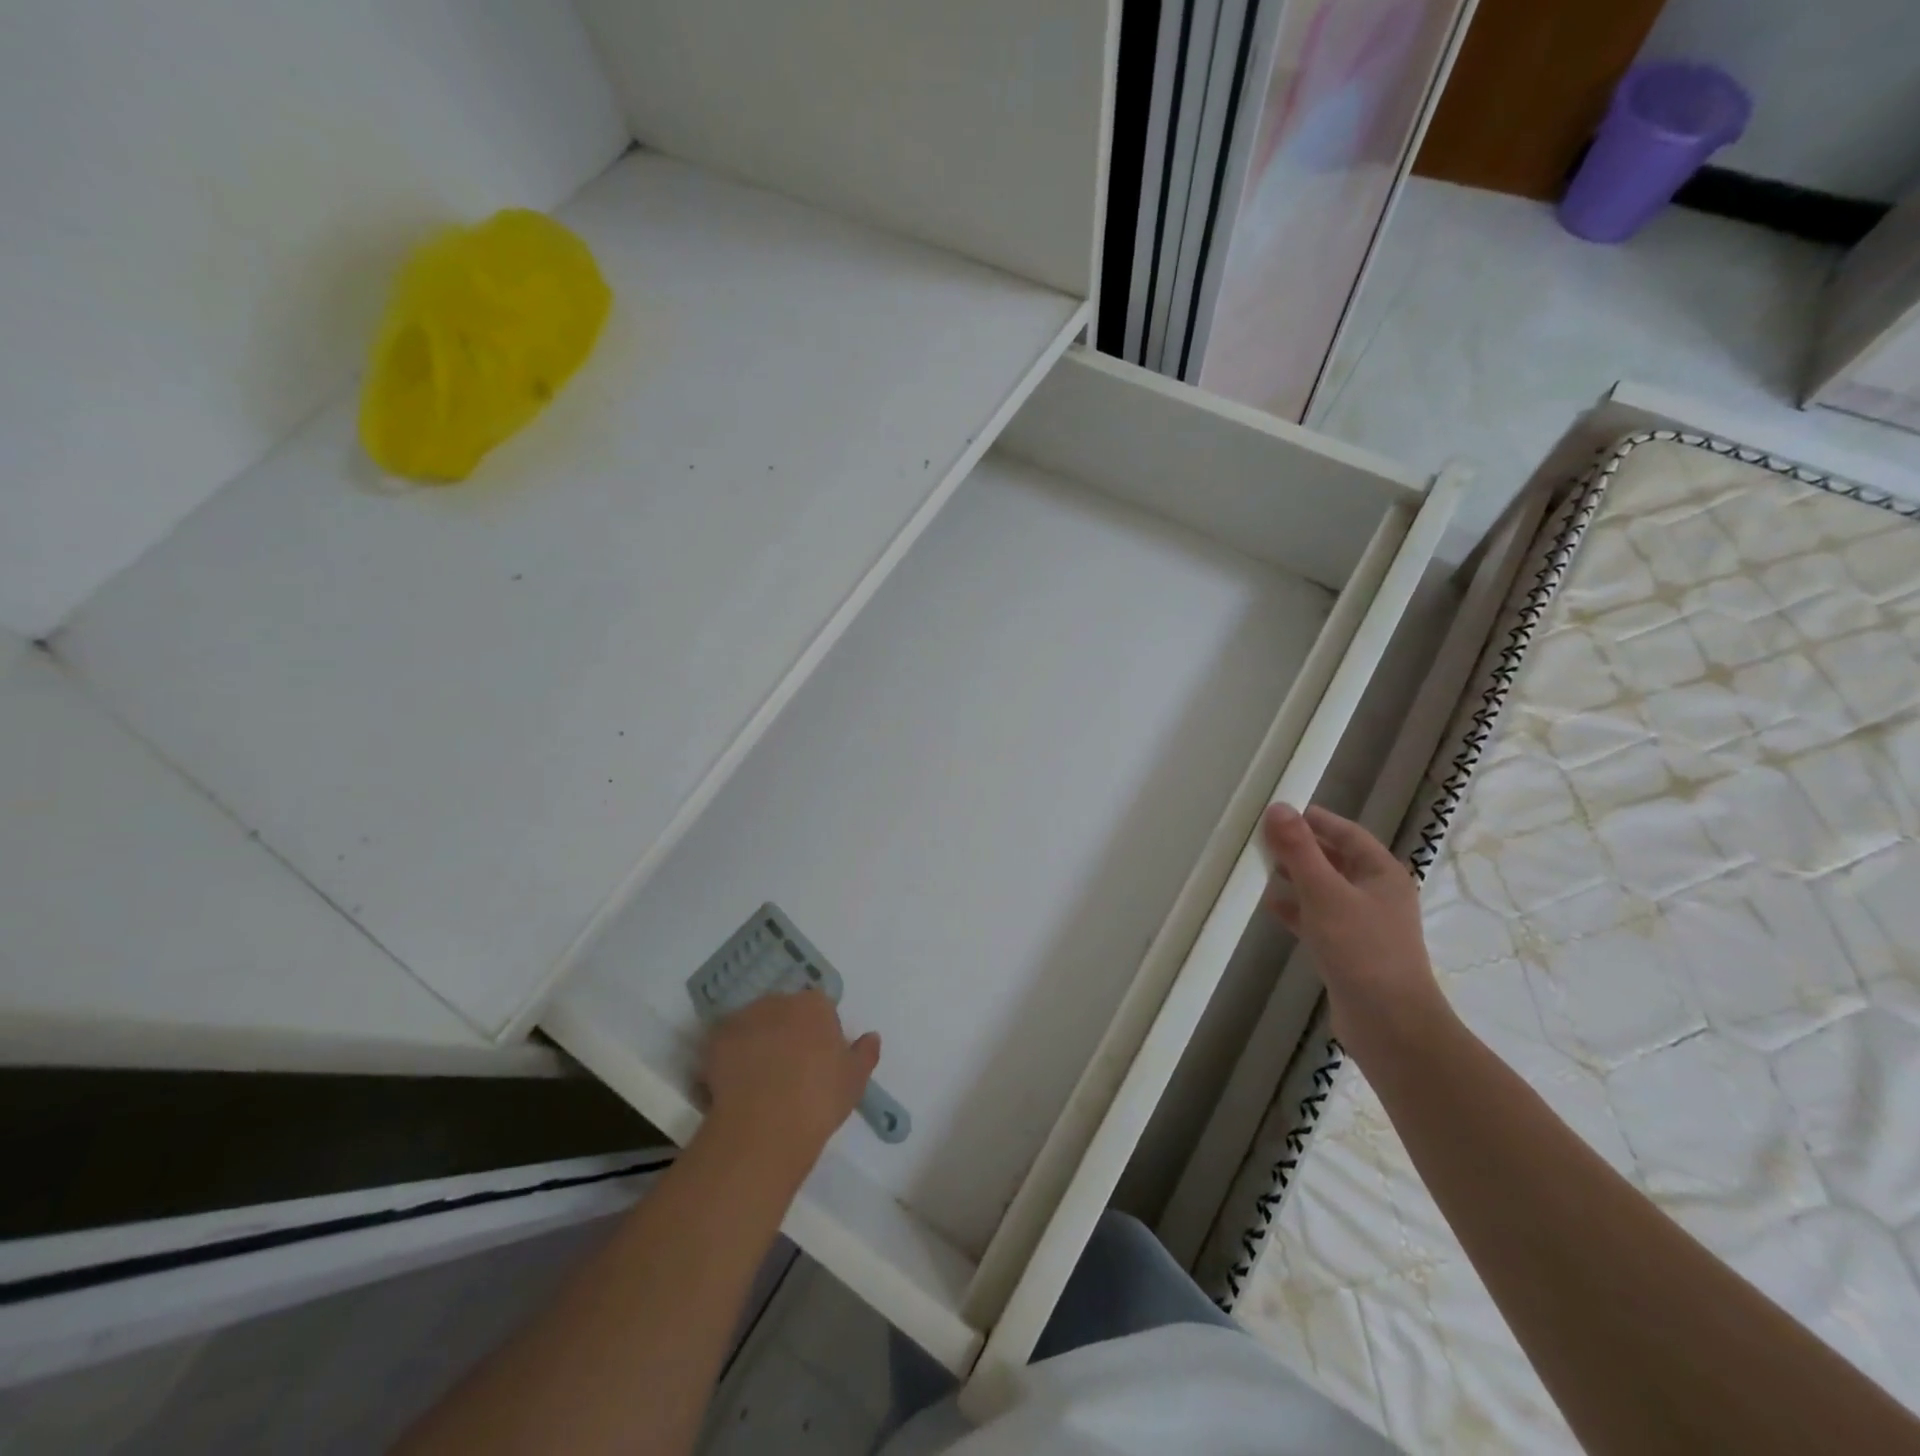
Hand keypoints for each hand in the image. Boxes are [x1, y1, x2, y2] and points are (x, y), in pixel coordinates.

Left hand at [699, 989, 879, 1170]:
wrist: (766, 1126)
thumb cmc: (819, 1098)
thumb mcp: (855, 1080)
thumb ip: (865, 1053)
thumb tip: (871, 1036)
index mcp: (815, 1005)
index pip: (820, 1009)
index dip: (819, 1034)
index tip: (817, 1062)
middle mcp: (779, 1001)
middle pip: (784, 1011)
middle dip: (785, 1032)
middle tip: (787, 1070)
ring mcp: (744, 1018)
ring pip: (753, 1025)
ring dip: (756, 1041)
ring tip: (757, 1080)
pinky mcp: (715, 1040)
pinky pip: (725, 1044)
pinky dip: (728, 1058)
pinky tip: (734, 1086)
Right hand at [1261, 802, 1449, 1067]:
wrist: (1389, 1024)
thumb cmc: (1361, 950)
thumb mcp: (1325, 893)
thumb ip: (1300, 850)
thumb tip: (1278, 807)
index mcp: (1382, 874)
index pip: (1348, 834)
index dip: (1317, 820)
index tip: (1282, 811)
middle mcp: (1377, 895)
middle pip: (1337, 860)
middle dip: (1302, 848)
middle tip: (1264, 839)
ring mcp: (1365, 925)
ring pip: (1326, 890)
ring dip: (1297, 878)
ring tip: (1262, 869)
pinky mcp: (1350, 951)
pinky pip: (1319, 919)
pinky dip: (1297, 909)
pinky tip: (1271, 907)